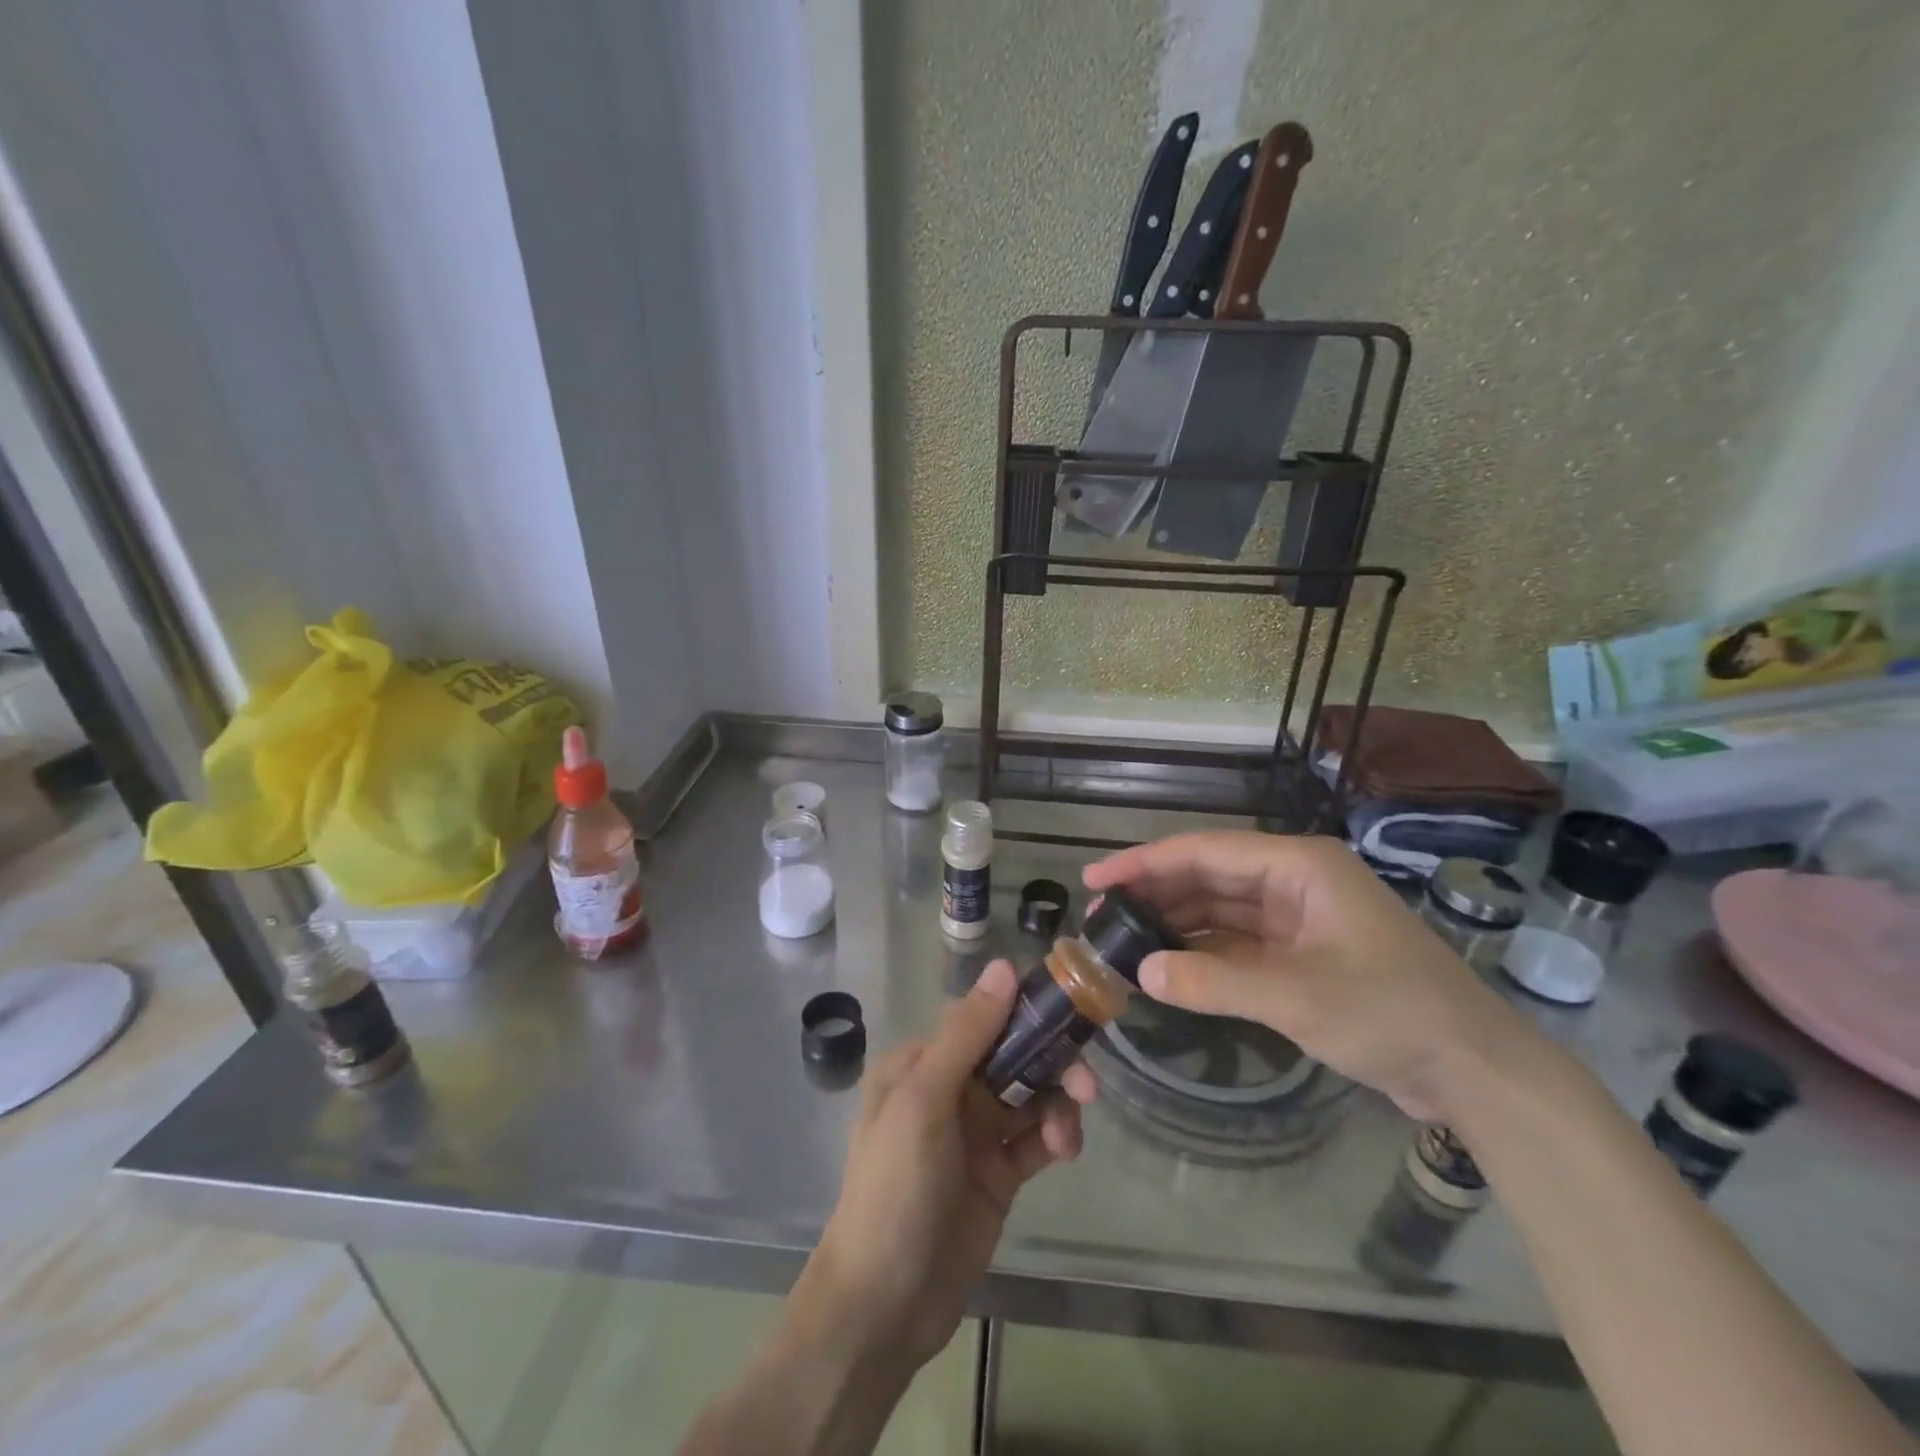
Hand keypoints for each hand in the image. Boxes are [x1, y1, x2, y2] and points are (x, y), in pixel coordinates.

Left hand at [799, 959, 1094, 1373]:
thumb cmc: (894, 1189)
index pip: (981, 1017)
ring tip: (1066, 1138)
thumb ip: (967, 1035)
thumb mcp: (924, 1102)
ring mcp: (975, 1133)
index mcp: (921, 1062)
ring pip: (1031, 1095)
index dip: (1024, 1011)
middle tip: (1087, 1085)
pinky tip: (1063, 1151)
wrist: (884, 1306)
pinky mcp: (998, 1173)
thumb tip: (1004, 966)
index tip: (1069, 1011)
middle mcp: (948, 1088)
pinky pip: (1036, 1138)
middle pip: (1012, 1055)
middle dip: (1051, 1063)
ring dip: (1057, 1105)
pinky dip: (1055, 1136)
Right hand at [1085, 831, 1536, 1123]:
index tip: (1096, 880)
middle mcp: (1295, 880)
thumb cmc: (1390, 1013)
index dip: (1145, 863)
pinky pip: (1238, 941)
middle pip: (1209, 876)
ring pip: (1220, 909)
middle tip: (1101, 917)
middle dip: (1155, 894)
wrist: (1475, 1071)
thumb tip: (1141, 972)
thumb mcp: (1296, 996)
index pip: (1204, 852)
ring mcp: (1300, 918)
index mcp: (1299, 866)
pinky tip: (1168, 965)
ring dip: (1175, 923)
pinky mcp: (1303, 953)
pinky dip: (1203, 952)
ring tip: (1123, 940)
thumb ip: (1213, 981)